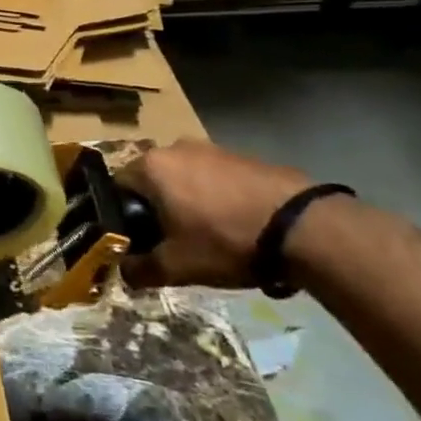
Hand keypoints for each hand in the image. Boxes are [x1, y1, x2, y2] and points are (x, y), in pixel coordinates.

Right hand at [114, 141, 318, 287]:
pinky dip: (217, 199)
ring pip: (185, 179)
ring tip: (208, 236)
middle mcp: (176, 148)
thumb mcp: (176, 266)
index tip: (139, 242)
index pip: (117, 188)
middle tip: (173, 242)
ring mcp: (213, 148)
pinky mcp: (245, 156)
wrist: (304, 227)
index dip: (124, 217)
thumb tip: (123, 271)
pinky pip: (216, 178)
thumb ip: (139, 269)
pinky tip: (236, 226)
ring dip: (188, 203)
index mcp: (151, 166)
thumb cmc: (225, 240)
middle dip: (158, 209)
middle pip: (152, 181)